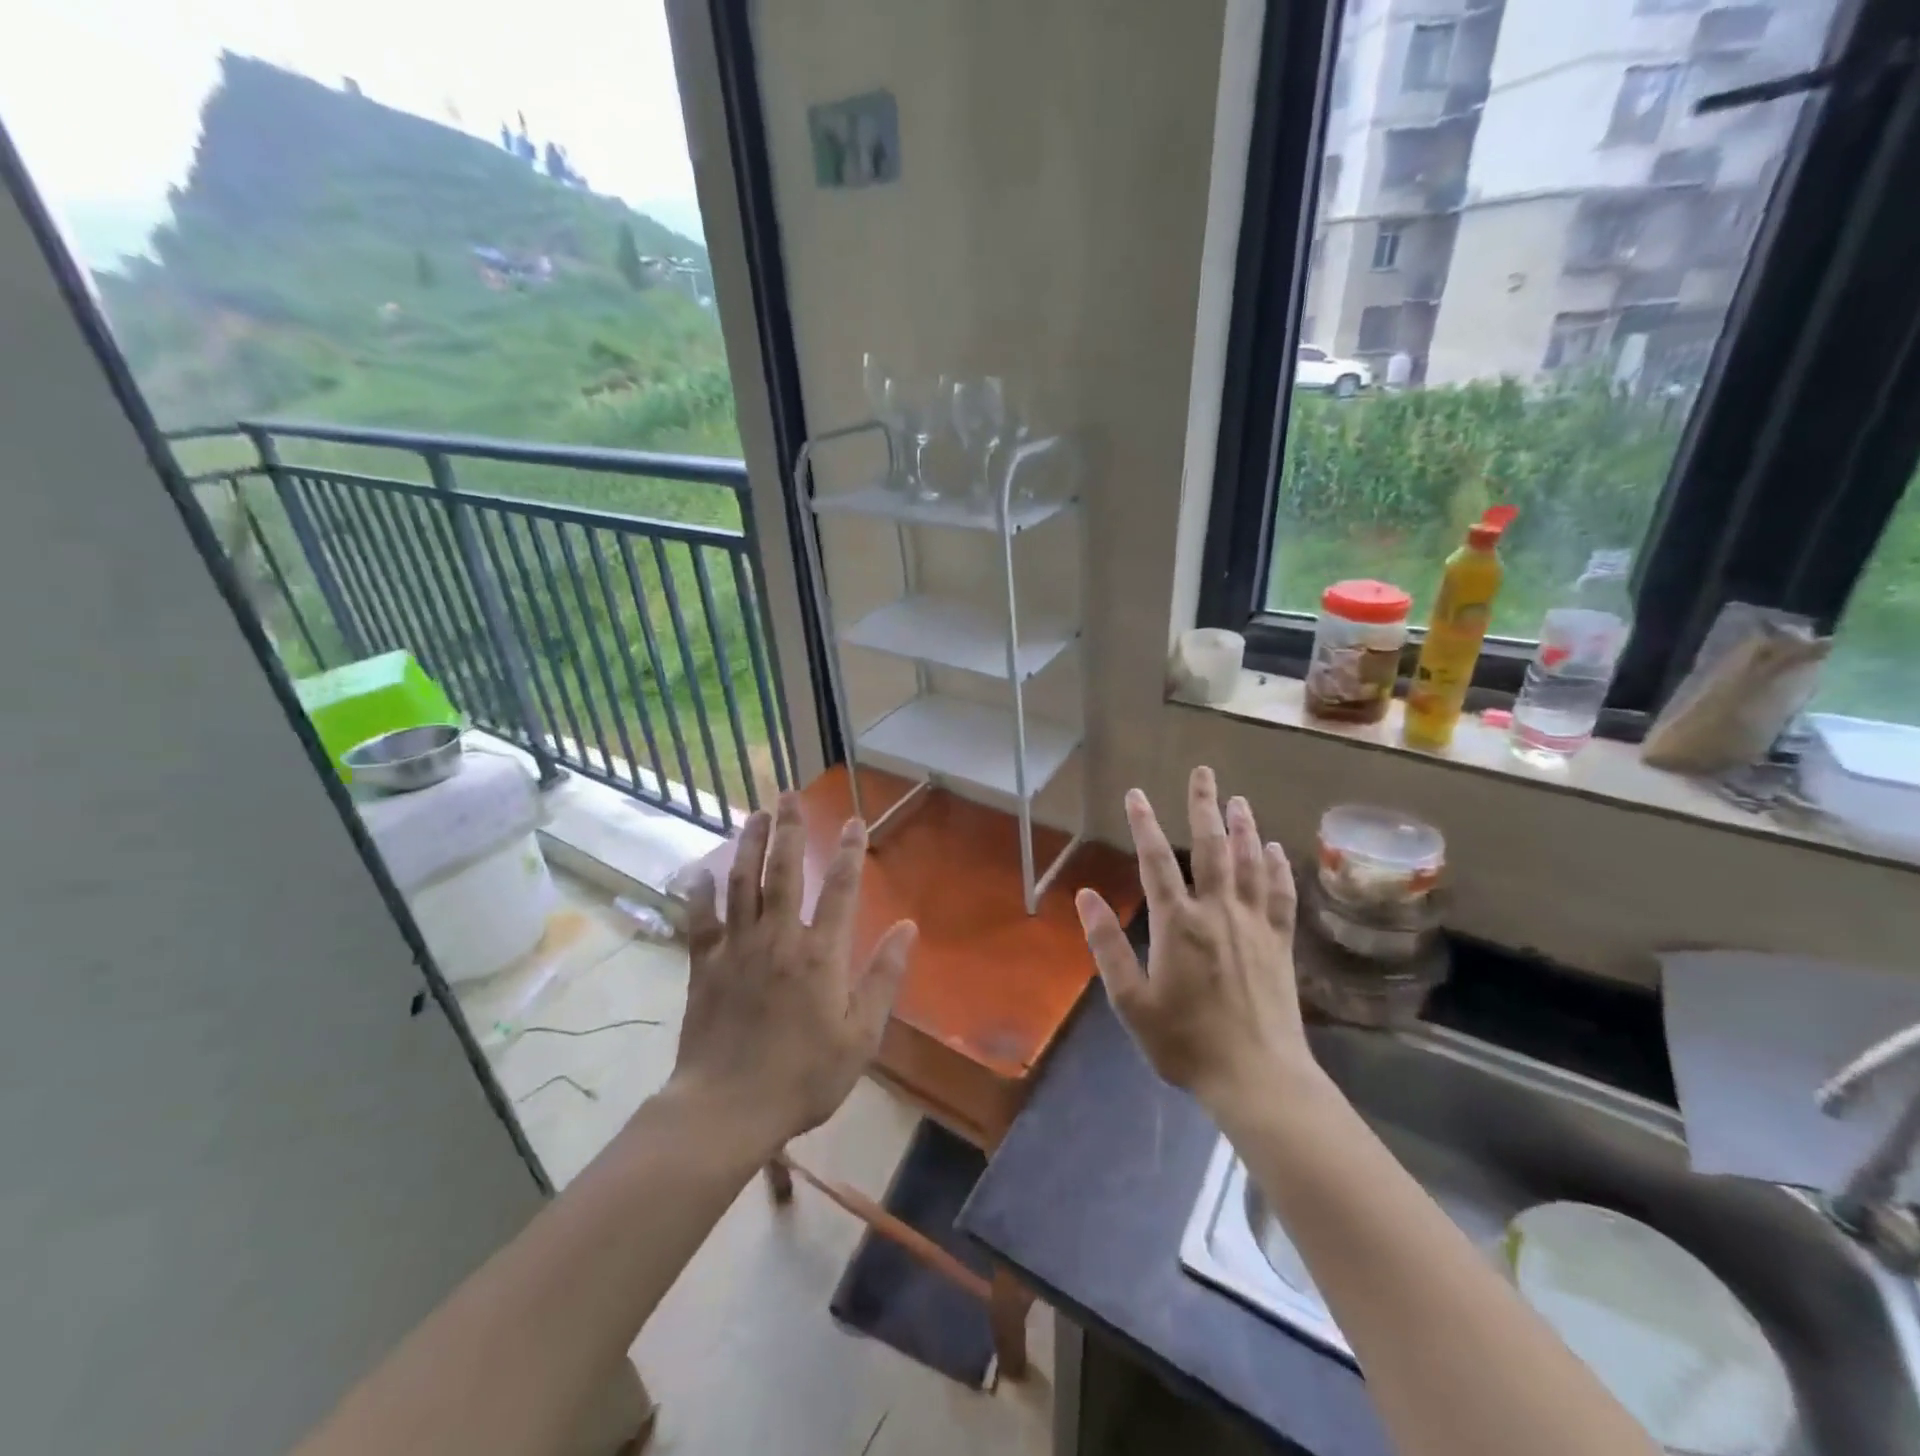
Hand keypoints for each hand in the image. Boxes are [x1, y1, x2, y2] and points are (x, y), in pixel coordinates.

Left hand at [672, 795, 916, 1150]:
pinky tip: (700, 872)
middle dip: (791, 830)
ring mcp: (738, 948)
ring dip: (750, 845)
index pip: (842, 889)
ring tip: (756, 814)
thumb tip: (908, 927)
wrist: (728, 1108)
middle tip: (790, 796)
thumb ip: (884, 977)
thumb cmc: (804, 1075)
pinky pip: (701, 920)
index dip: (851, 852)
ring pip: (743, 883)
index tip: (855, 822)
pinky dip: (700, 893)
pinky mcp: (705, 965)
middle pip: (786, 872)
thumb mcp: (861, 1035)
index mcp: (821, 953)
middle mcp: (779, 937)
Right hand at [1074, 766, 1309, 1115]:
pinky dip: (1277, 868)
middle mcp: (1218, 912)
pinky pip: (1281, 895)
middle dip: (1204, 806)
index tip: (1137, 794)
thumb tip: (1086, 895)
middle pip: (1212, 847)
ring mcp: (1254, 926)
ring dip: (1244, 827)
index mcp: (1178, 924)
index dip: (1145, 824)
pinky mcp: (1280, 944)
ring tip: (1238, 800)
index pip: (1157, 861)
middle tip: (1204, 772)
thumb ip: (1107, 945)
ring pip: (1250, 863)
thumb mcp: (1131, 1001)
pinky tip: (1275, 849)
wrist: (1257, 1078)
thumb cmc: (1185, 1042)